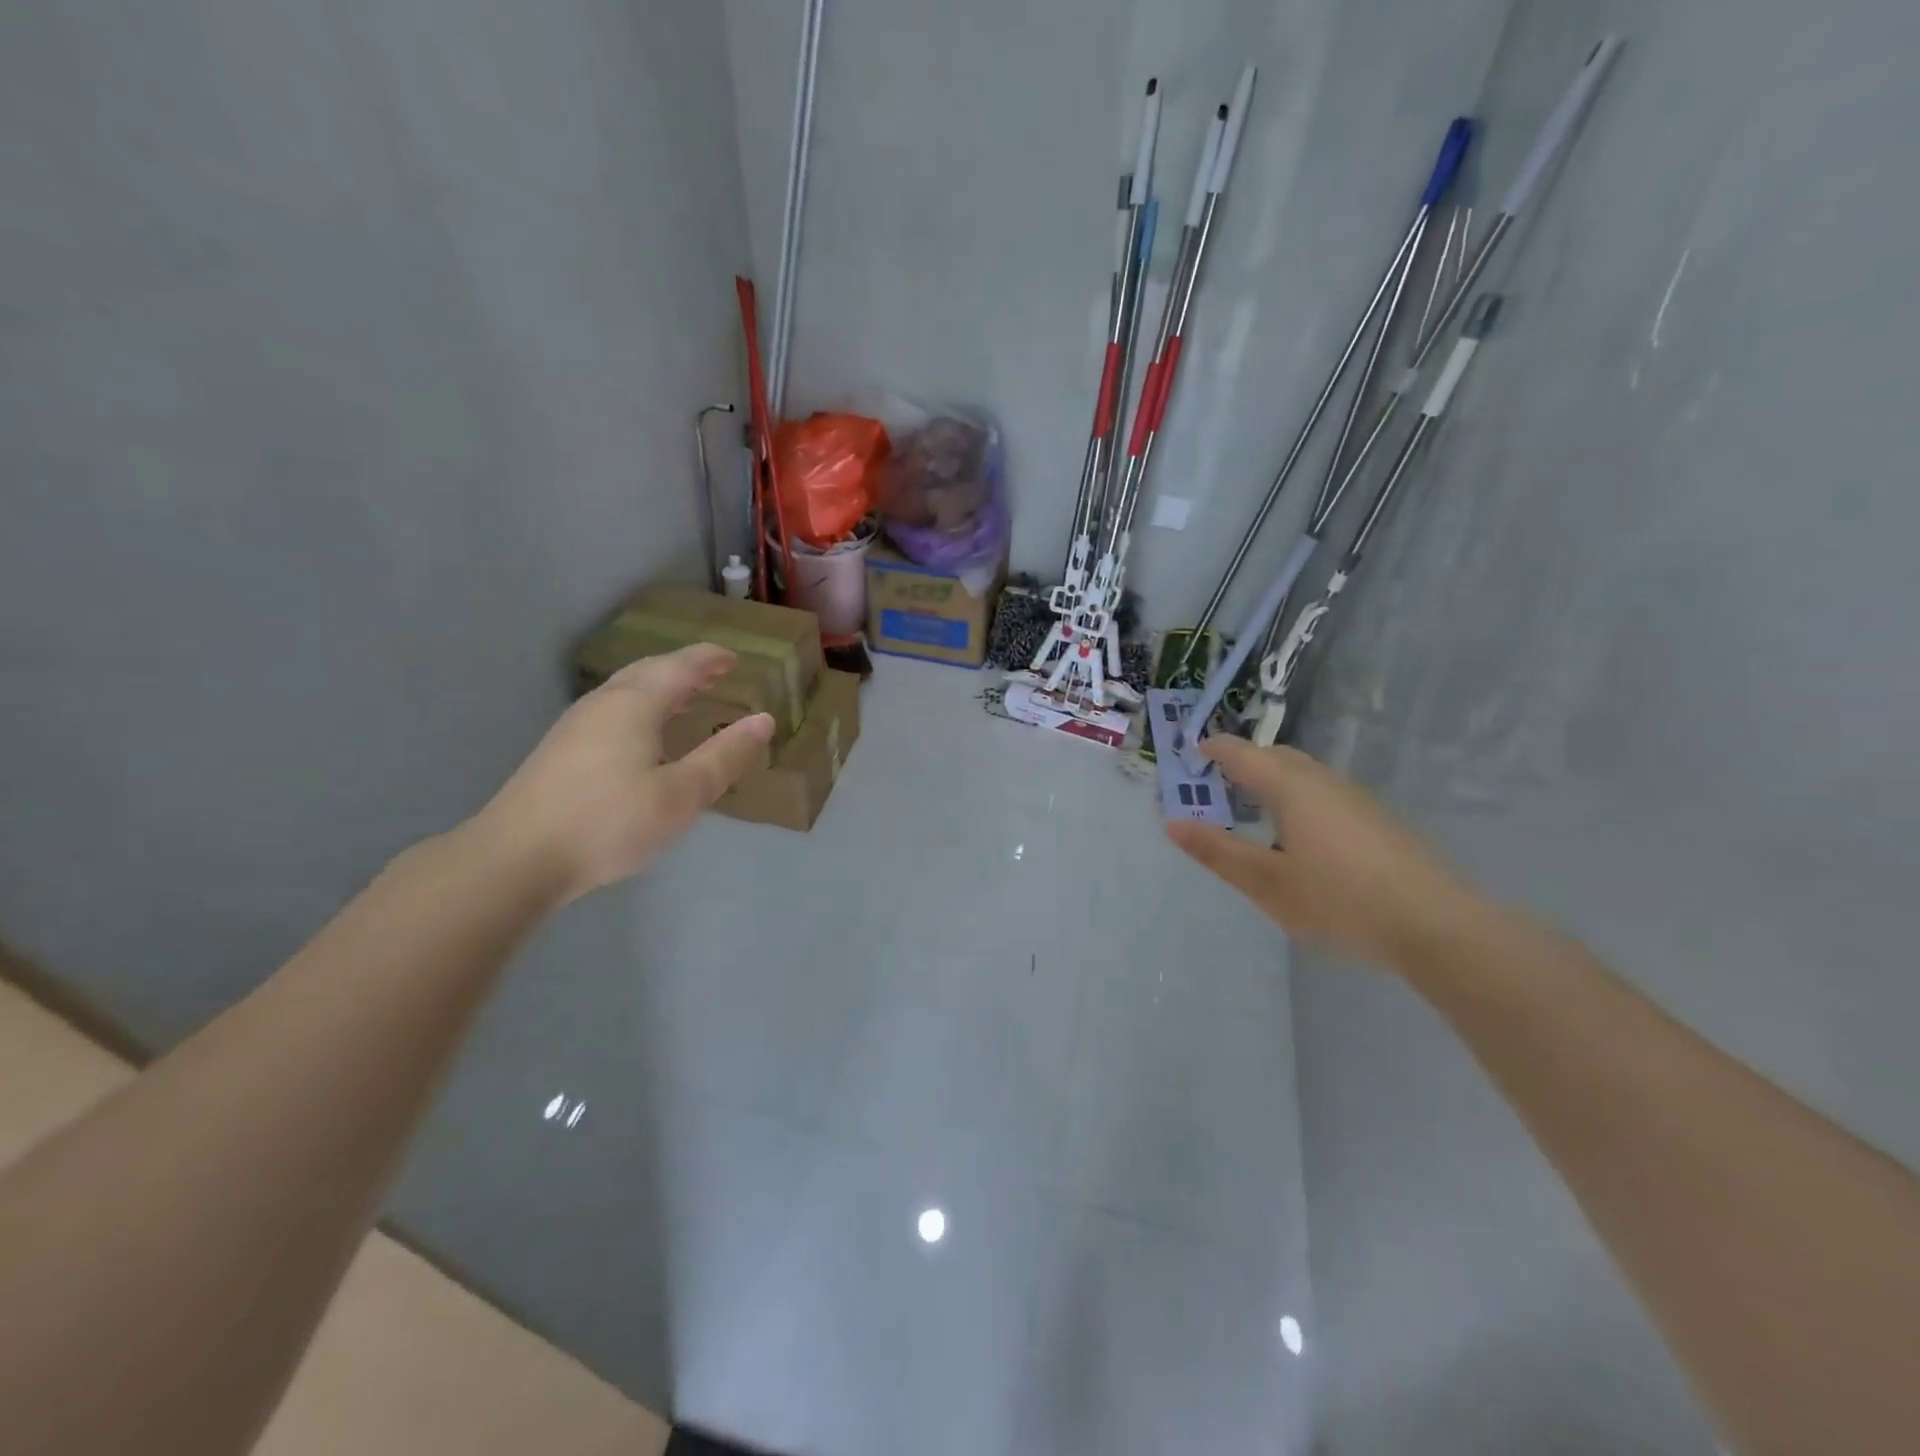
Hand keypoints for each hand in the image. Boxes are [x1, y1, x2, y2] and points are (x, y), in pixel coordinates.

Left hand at [473, 645, 773, 904]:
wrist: (514, 859)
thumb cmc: (608, 823)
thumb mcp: (682, 795)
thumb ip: (724, 756)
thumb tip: (763, 720)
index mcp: (635, 705)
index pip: (680, 666)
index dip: (710, 658)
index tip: (735, 657)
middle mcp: (603, 704)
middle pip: (649, 671)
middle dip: (685, 668)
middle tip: (715, 673)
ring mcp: (575, 726)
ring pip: (626, 691)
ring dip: (661, 687)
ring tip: (687, 700)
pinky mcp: (560, 751)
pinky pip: (612, 711)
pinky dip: (641, 708)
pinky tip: (644, 737)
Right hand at [1166, 737, 1478, 969]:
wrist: (1434, 924)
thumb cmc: (1339, 899)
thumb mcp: (1267, 882)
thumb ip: (1218, 851)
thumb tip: (1173, 823)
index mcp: (1290, 786)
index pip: (1241, 753)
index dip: (1212, 750)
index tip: (1189, 758)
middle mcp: (1322, 780)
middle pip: (1275, 756)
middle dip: (1242, 763)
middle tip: (1216, 787)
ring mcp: (1354, 797)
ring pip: (1303, 773)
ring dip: (1272, 780)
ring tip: (1252, 811)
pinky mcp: (1376, 818)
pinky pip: (1323, 791)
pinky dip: (1297, 797)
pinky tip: (1299, 836)